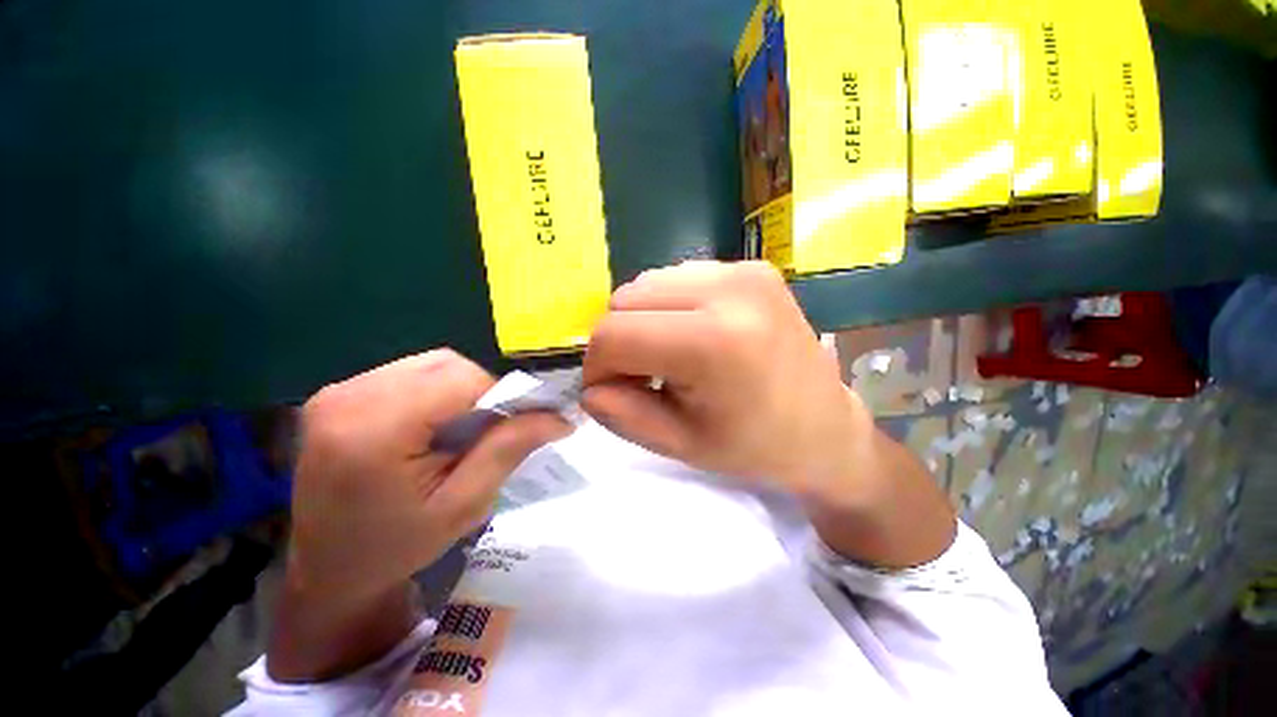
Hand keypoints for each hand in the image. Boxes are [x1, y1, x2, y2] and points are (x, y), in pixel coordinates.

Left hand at [272, 349, 569, 680]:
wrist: (327, 570)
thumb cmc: (395, 548)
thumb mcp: (463, 505)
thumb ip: (509, 449)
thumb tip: (559, 417)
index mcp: (372, 429)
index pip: (461, 378)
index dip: (500, 396)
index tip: (515, 428)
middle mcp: (348, 396)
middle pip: (445, 365)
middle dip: (480, 391)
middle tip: (485, 435)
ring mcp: (337, 391)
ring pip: (430, 365)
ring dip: (459, 391)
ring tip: (458, 433)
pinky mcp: (338, 394)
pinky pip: (409, 374)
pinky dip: (435, 393)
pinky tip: (429, 427)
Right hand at [582, 261, 953, 568]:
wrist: (826, 427)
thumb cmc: (756, 447)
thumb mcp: (680, 444)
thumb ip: (622, 414)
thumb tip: (588, 386)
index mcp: (714, 341)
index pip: (613, 334)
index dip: (598, 366)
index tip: (612, 390)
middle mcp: (729, 289)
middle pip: (625, 298)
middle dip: (620, 340)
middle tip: (644, 375)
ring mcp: (743, 270)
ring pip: (647, 283)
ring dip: (643, 321)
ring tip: (672, 356)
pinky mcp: (751, 267)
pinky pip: (678, 278)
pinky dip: (669, 307)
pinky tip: (694, 335)